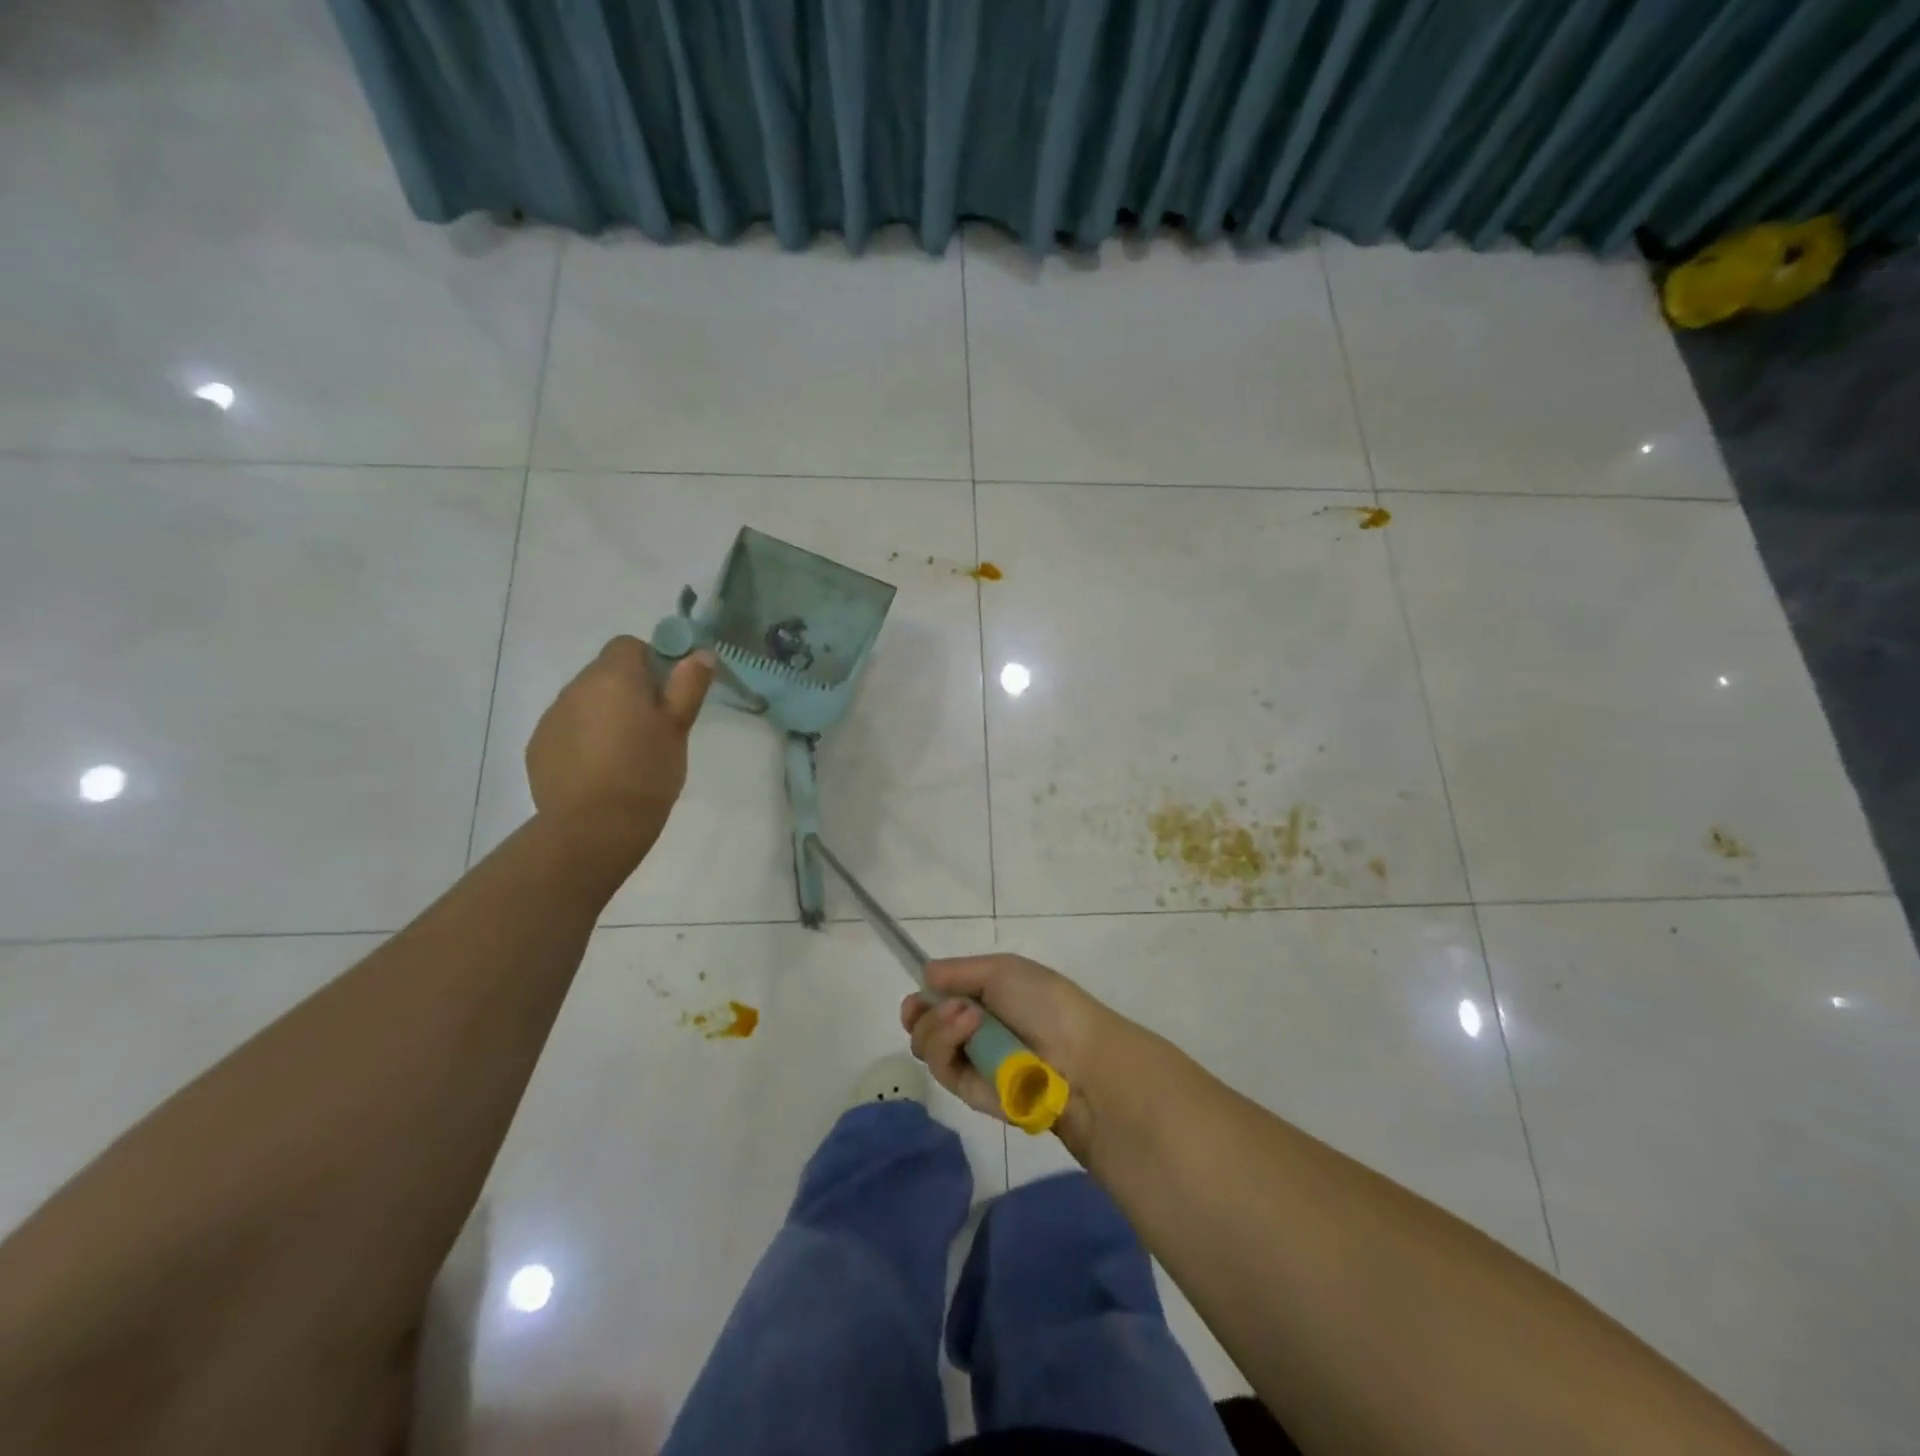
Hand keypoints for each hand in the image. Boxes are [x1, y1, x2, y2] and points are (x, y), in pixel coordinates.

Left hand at [525, 636, 714, 865]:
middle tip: (654, 728)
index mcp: (612, 677)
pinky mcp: (538, 747)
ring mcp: (551, 718)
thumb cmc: (646, 772)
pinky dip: (585, 740)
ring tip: (627, 754)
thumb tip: (700, 654)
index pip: (628, 645)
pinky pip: (568, 730)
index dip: (652, 662)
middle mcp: (575, 688)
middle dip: (629, 691)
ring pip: (585, 703)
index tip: (668, 694)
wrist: (594, 827)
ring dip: (605, 716)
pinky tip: (601, 771)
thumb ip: (688, 685)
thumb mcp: (678, 728)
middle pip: (605, 673)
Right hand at [901, 954, 1140, 1160]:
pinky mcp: (970, 1094)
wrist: (1077, 1057)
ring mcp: (970, 1064)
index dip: (922, 1000)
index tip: (917, 998)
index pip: (937, 1002)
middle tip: (941, 1006)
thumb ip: (958, 971)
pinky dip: (948, 1045)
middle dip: (923, 1014)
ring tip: (967, 1016)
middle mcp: (972, 1033)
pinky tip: (969, 1028)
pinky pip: (942, 1070)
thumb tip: (925, 975)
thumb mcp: (1002, 970)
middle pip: (922, 1026)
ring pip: (926, 1047)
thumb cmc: (1045, 1002)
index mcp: (983, 1001)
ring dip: (938, 1026)